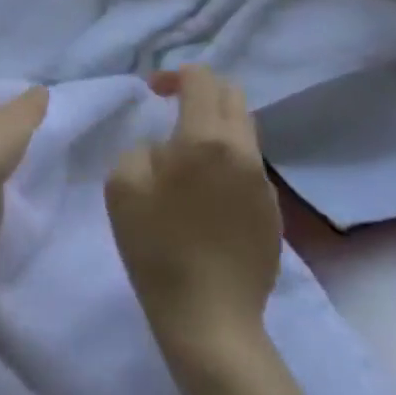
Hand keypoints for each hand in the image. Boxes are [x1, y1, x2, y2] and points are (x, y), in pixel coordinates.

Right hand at [106, 66, 281, 358]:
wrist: (210, 319)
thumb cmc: (157, 248)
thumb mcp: (121, 186)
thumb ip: (140, 149)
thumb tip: (164, 149)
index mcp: (205, 138)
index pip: (201, 78)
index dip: (174, 75)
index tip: (153, 93)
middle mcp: (242, 151)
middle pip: (232, 95)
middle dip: (202, 91)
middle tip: (173, 110)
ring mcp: (263, 182)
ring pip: (245, 131)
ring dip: (217, 126)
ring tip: (189, 154)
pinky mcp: (273, 212)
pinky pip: (250, 167)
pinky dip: (228, 161)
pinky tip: (207, 195)